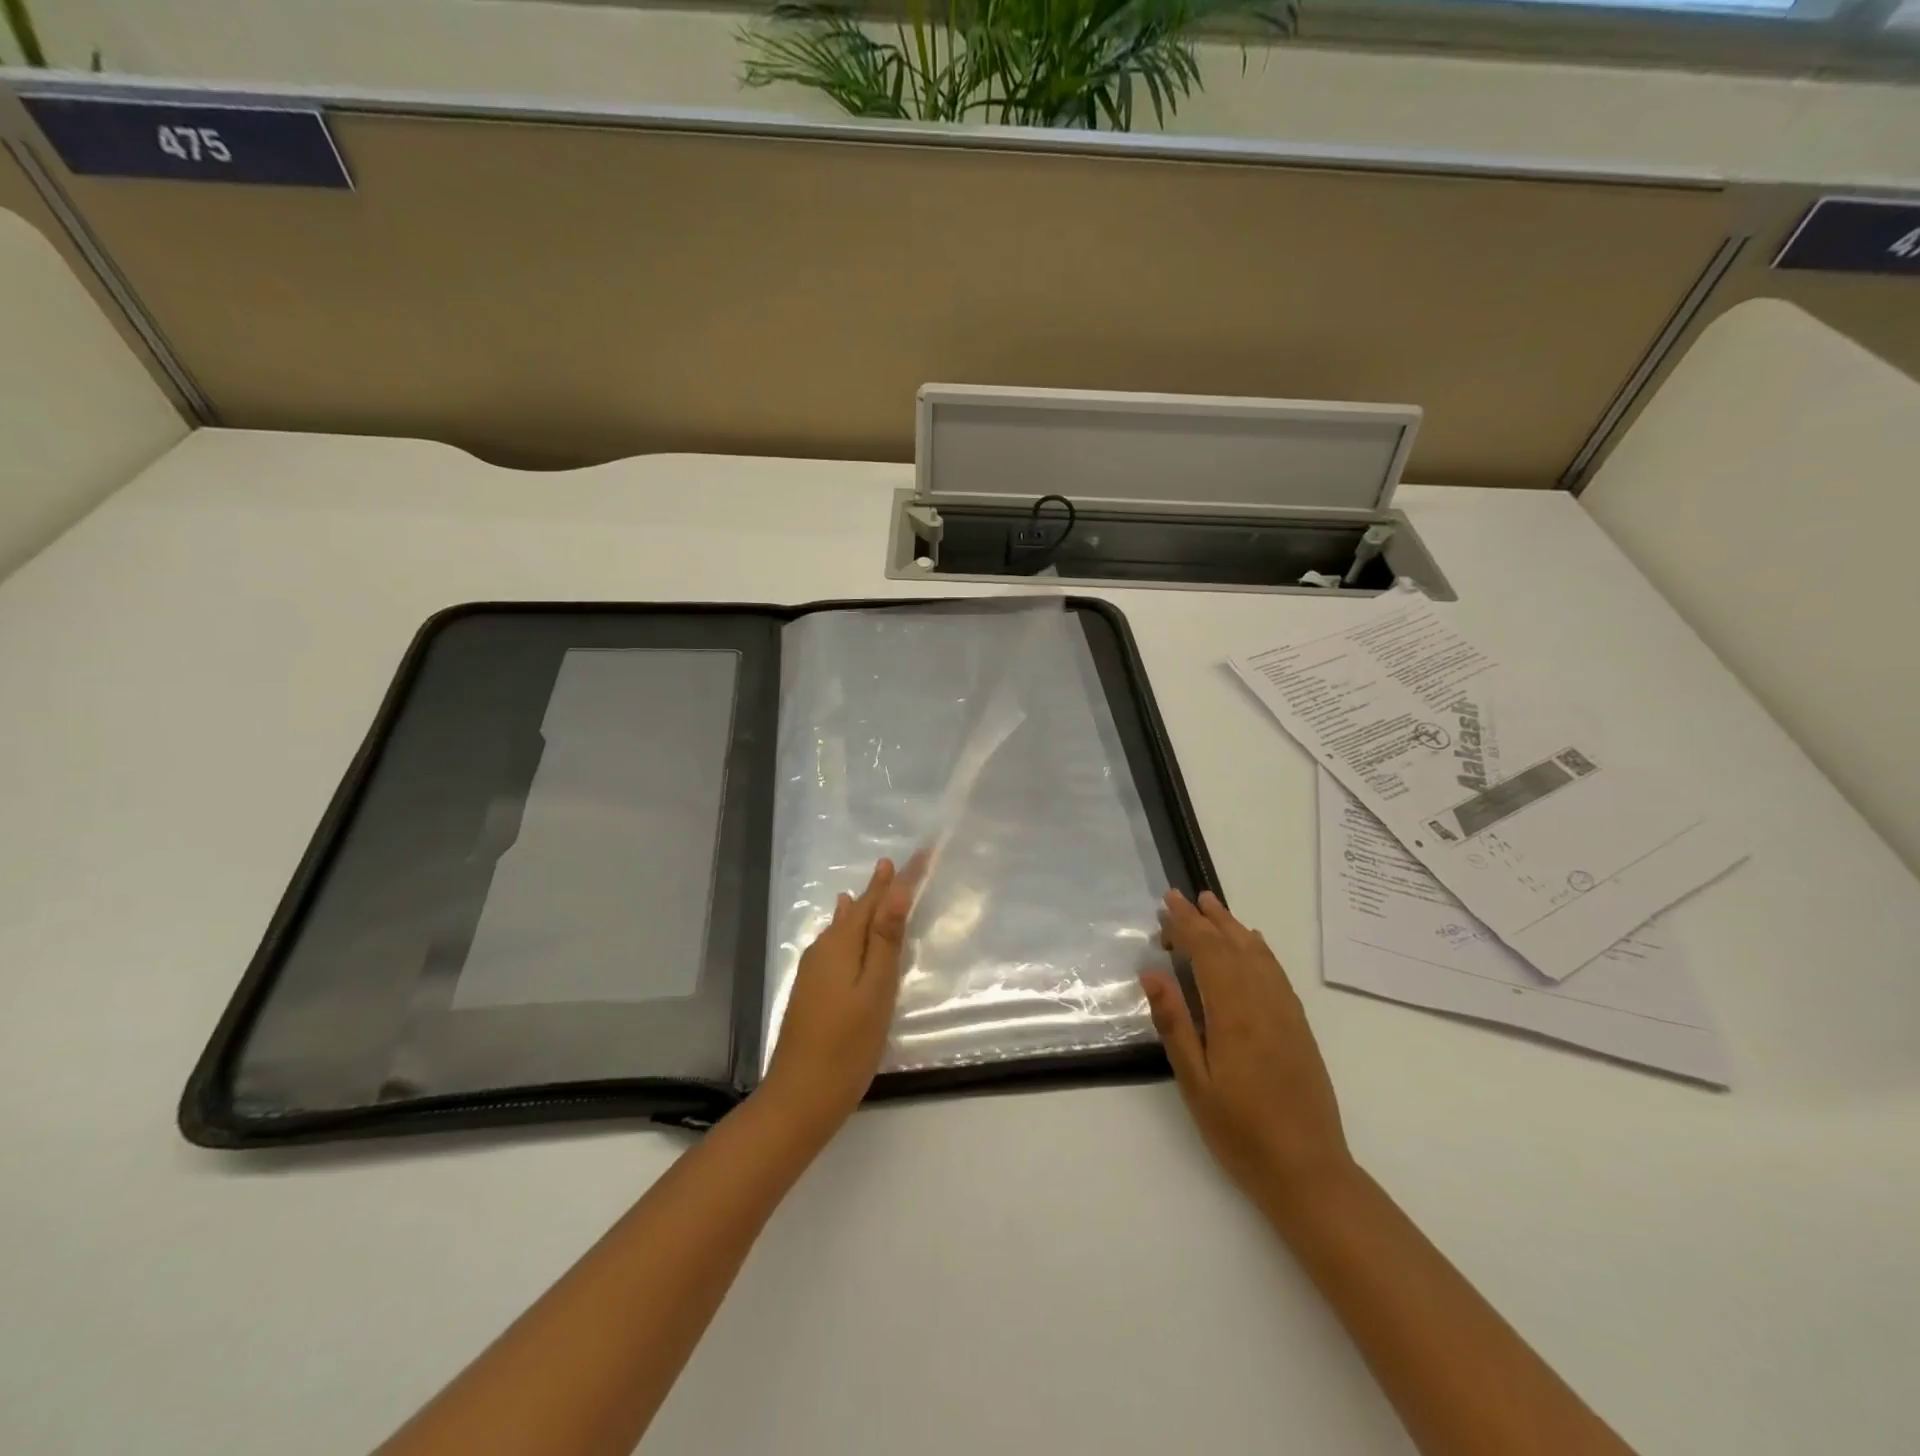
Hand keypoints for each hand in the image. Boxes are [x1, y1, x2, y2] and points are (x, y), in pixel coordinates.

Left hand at [759, 855, 924, 1141]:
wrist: (798, 1098)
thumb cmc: (847, 1046)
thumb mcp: (875, 991)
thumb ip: (886, 941)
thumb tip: (896, 890)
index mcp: (842, 946)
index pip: (876, 900)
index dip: (899, 878)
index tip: (921, 853)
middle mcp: (824, 950)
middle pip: (859, 909)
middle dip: (881, 887)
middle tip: (901, 864)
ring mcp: (814, 970)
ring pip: (844, 926)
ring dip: (865, 905)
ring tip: (876, 883)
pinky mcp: (811, 989)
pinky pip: (835, 942)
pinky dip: (848, 926)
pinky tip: (843, 922)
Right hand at [1142, 889, 1354, 1213]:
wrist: (1309, 1171)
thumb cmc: (1241, 1132)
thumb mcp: (1195, 1083)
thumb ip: (1175, 1024)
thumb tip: (1152, 973)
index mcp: (1234, 1013)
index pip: (1208, 953)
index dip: (1186, 924)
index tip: (1167, 903)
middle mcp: (1263, 1003)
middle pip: (1233, 946)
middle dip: (1206, 918)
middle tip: (1181, 896)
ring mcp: (1286, 1013)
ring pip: (1257, 954)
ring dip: (1232, 927)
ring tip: (1212, 907)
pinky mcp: (1298, 1027)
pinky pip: (1276, 973)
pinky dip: (1259, 949)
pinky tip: (1251, 945)